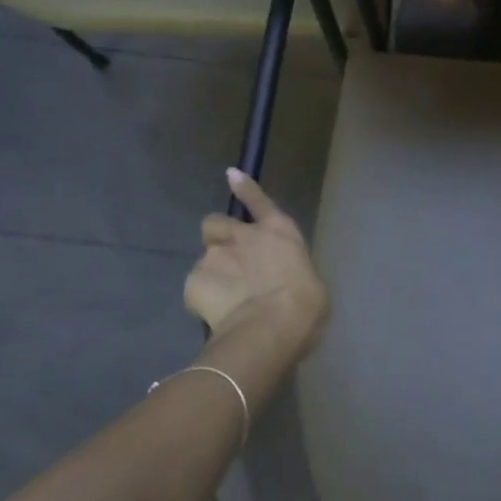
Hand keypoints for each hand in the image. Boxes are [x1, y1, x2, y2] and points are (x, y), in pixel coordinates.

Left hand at [185, 170, 328, 361]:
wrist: (271, 327)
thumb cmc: (305, 305)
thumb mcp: (307, 282)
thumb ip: (286, 271)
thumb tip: (281, 282)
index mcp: (280, 231)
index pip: (258, 201)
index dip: (245, 188)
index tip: (231, 174)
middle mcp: (245, 235)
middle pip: (215, 223)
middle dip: (217, 238)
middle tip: (226, 262)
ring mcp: (216, 255)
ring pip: (204, 258)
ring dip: (211, 272)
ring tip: (223, 299)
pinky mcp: (193, 280)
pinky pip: (194, 288)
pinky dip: (202, 299)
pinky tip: (214, 316)